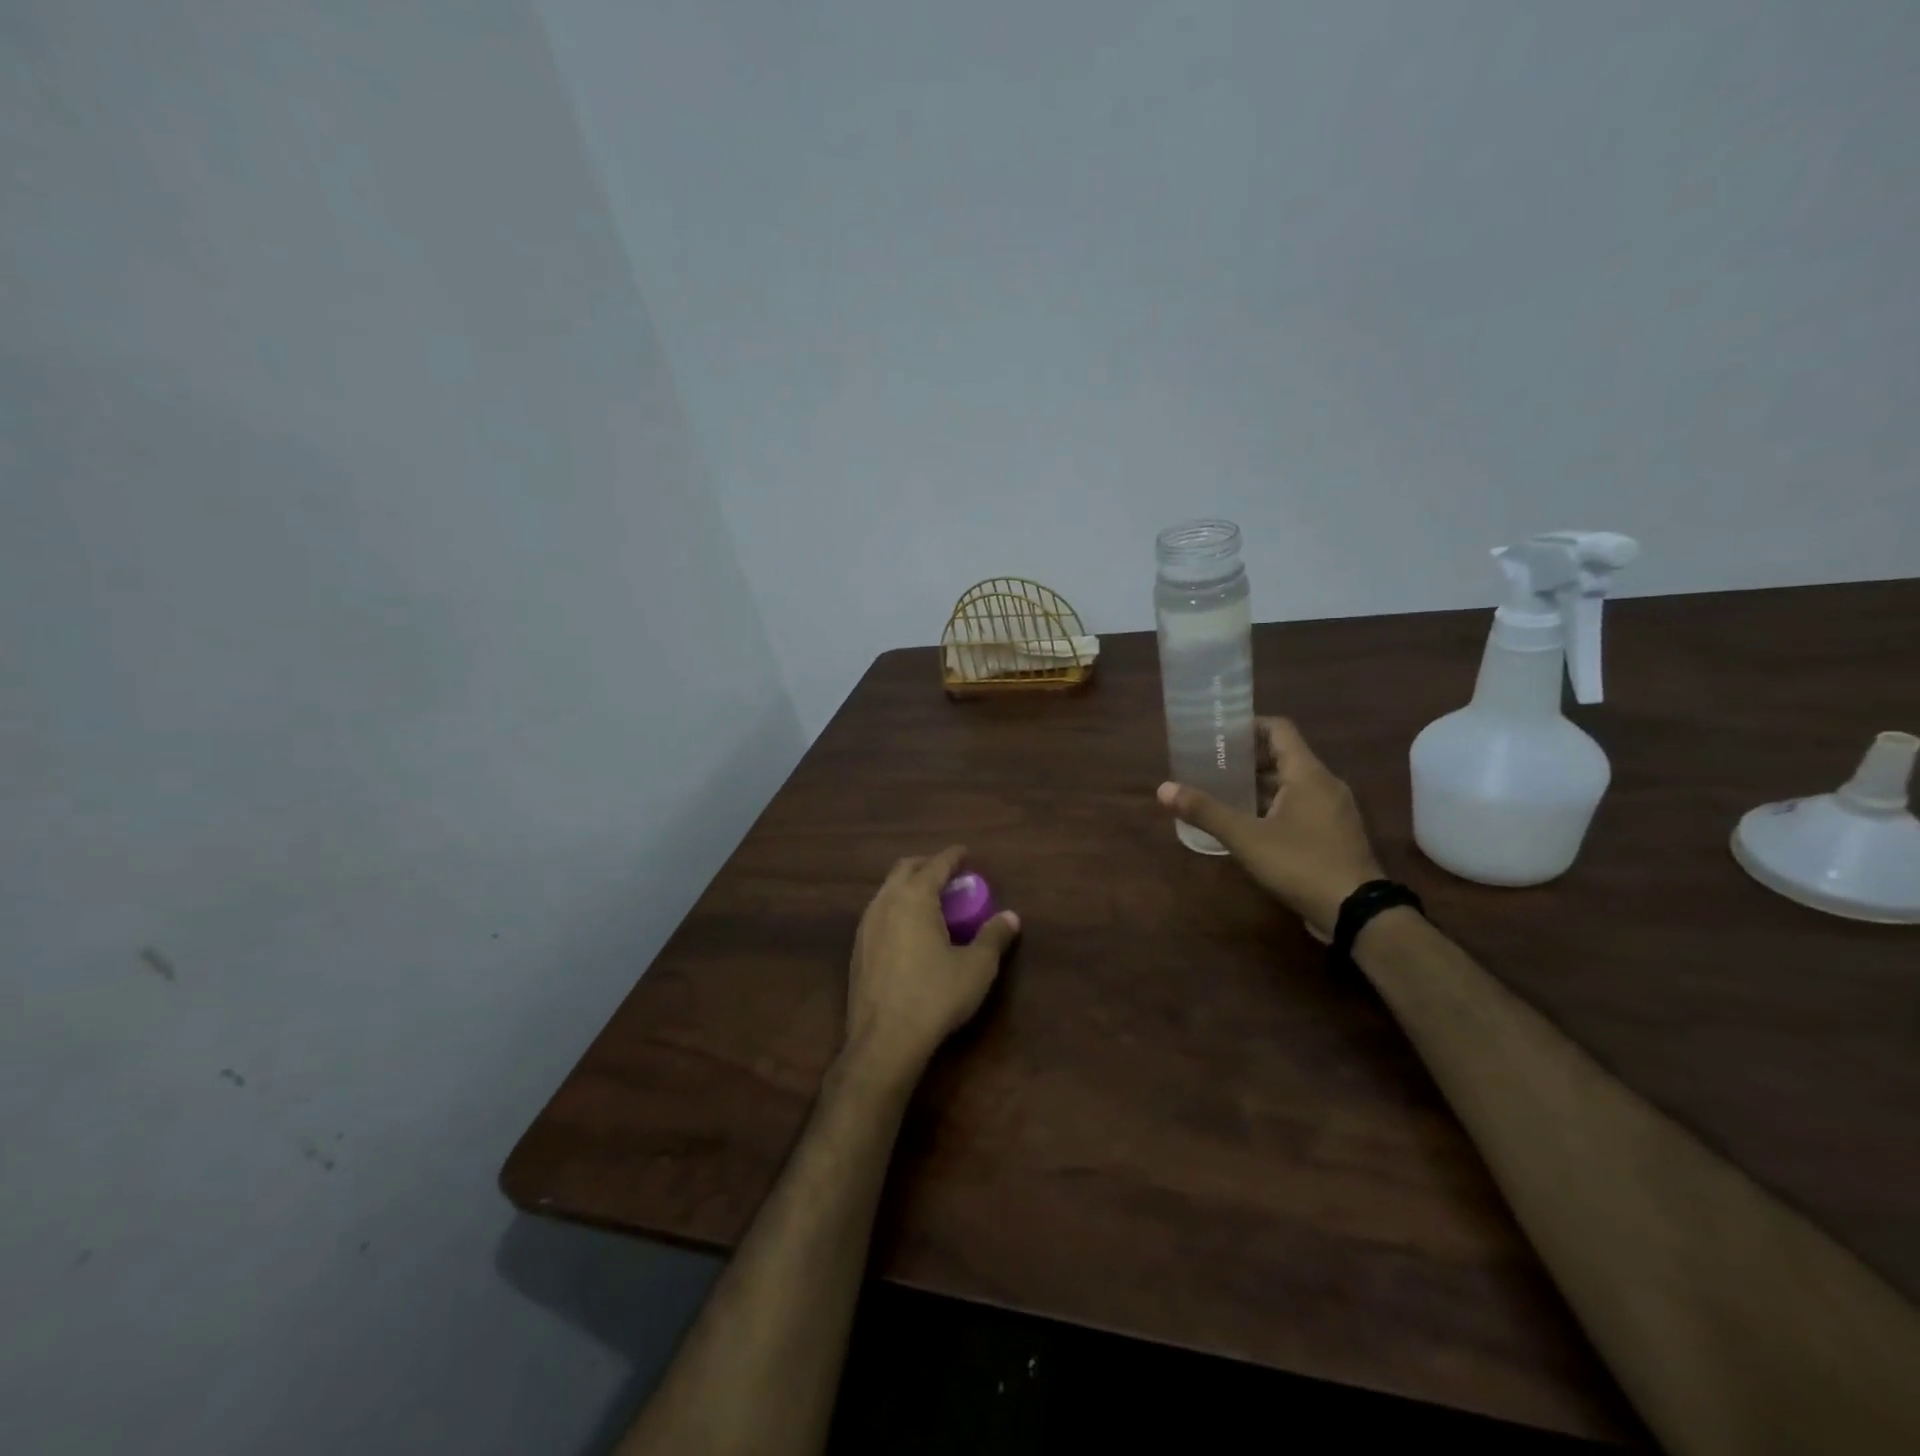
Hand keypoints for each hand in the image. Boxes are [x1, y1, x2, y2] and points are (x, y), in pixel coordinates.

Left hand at [844, 845, 1020, 1076]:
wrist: (884, 1040)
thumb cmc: (935, 996)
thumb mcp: (976, 967)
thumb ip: (994, 937)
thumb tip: (1011, 917)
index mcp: (914, 897)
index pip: (936, 864)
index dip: (953, 857)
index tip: (965, 853)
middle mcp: (886, 902)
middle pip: (905, 869)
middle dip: (927, 865)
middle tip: (948, 875)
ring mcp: (866, 925)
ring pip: (887, 890)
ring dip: (908, 886)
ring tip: (930, 901)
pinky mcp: (857, 949)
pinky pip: (878, 913)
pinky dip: (896, 908)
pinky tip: (908, 930)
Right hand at [1156, 717, 1382, 940]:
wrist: (1357, 912)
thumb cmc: (1300, 863)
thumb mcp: (1246, 837)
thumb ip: (1205, 811)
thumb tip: (1163, 789)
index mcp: (1308, 773)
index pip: (1279, 729)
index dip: (1249, 725)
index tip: (1219, 733)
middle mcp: (1325, 784)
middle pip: (1284, 756)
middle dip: (1248, 758)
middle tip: (1213, 764)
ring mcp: (1334, 810)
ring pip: (1293, 784)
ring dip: (1261, 784)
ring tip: (1225, 792)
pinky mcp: (1336, 833)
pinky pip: (1302, 805)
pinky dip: (1276, 805)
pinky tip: (1252, 823)